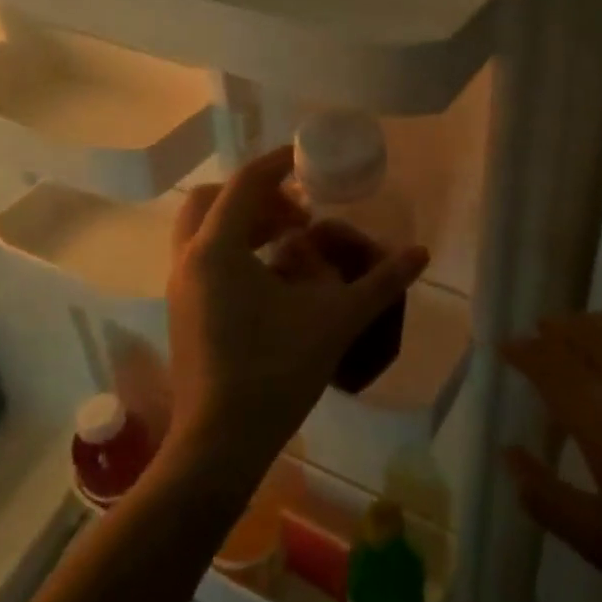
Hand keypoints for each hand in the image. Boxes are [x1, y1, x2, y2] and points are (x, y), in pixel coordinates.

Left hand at [166, 146, 429, 468]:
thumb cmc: (276, 371)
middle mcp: (190, 260)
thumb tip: (421, 253)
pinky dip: (236, 250)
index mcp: (219, 249)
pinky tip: (275, 279)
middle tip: (298, 212)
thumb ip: (380, 282)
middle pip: (214, 200)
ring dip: (245, 222)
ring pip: (205, 230)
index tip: (308, 159)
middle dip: (257, 195)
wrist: (220, 443)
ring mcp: (181, 288)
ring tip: (291, 242)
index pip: (245, 183)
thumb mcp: (336, 320)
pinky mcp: (183, 311)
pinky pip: (205, 259)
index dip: (278, 164)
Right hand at [505, 306, 601, 601]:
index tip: (507, 346)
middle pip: (585, 331)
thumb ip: (543, 494)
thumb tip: (508, 452)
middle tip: (541, 335)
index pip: (549, 361)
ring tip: (586, 332)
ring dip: (597, 320)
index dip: (523, 349)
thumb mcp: (597, 540)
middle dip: (555, 328)